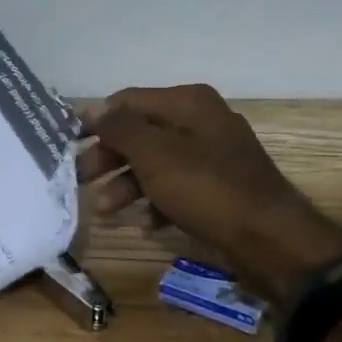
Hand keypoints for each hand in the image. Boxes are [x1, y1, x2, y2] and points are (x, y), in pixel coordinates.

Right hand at [77, 85, 341, 310]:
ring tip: (106, 212)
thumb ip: (119, 128)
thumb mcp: (154, 154)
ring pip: (155, 163)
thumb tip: (92, 109)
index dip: (96, 121)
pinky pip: (176, 188)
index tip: (68, 145)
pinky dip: (156, 202)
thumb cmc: (206, 189)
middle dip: (108, 157)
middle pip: (140, 132)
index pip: (127, 101)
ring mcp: (213, 156)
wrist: (272, 241)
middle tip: (81, 180)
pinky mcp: (219, 189)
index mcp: (188, 103)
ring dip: (126, 185)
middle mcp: (201, 121)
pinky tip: (146, 224)